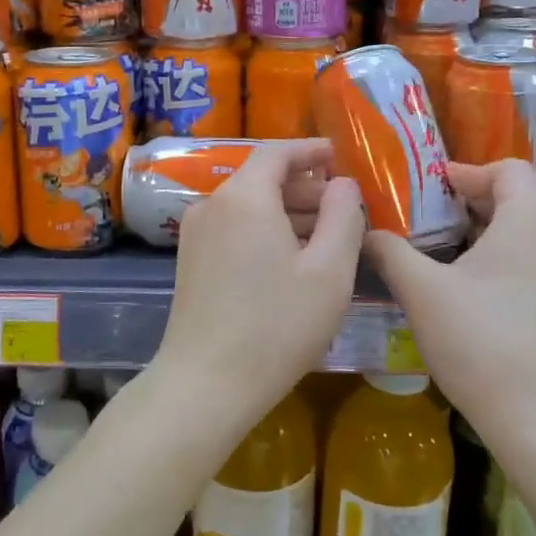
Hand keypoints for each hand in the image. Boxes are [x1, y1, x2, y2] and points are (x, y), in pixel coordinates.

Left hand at [152, 140, 365, 418]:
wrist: (205, 385)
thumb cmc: (276, 326)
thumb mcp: (329, 272)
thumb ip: (344, 217)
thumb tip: (343, 185)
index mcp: (244, 197)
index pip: (278, 152)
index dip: (311, 150)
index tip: (339, 156)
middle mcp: (212, 204)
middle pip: (262, 179)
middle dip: (306, 187)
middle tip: (344, 208)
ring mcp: (195, 234)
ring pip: (249, 206)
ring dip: (288, 213)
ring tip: (326, 237)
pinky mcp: (190, 261)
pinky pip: (234, 229)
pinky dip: (265, 231)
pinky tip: (291, 261)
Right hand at [364, 159, 535, 432]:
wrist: (532, 417)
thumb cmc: (476, 340)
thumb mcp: (420, 290)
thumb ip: (390, 251)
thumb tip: (367, 232)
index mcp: (527, 225)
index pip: (509, 171)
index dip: (471, 172)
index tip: (438, 187)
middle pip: (524, 205)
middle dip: (481, 208)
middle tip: (441, 225)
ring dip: (512, 241)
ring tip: (479, 259)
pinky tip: (531, 294)